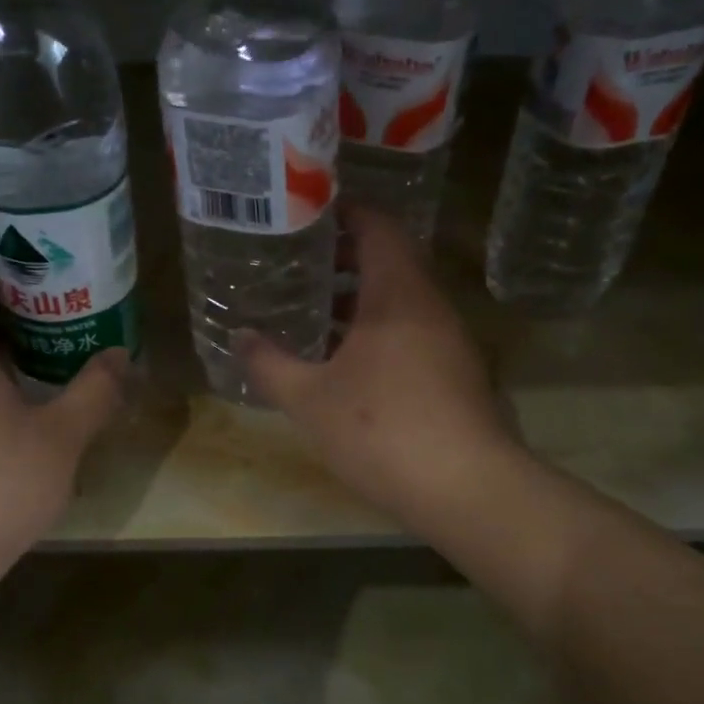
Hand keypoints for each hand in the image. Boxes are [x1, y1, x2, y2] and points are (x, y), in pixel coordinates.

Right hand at [238, 205, 514, 528]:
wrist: (464, 489)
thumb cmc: (381, 430)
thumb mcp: (309, 399)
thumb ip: (269, 365)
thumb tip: (239, 338)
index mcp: (398, 294)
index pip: (378, 227)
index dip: (345, 214)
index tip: (308, 216)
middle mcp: (430, 307)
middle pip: (391, 262)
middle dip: (345, 261)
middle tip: (298, 268)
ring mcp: (450, 341)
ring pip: (402, 302)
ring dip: (361, 302)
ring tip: (315, 315)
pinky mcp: (458, 374)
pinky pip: (413, 333)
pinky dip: (379, 332)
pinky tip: (348, 364)